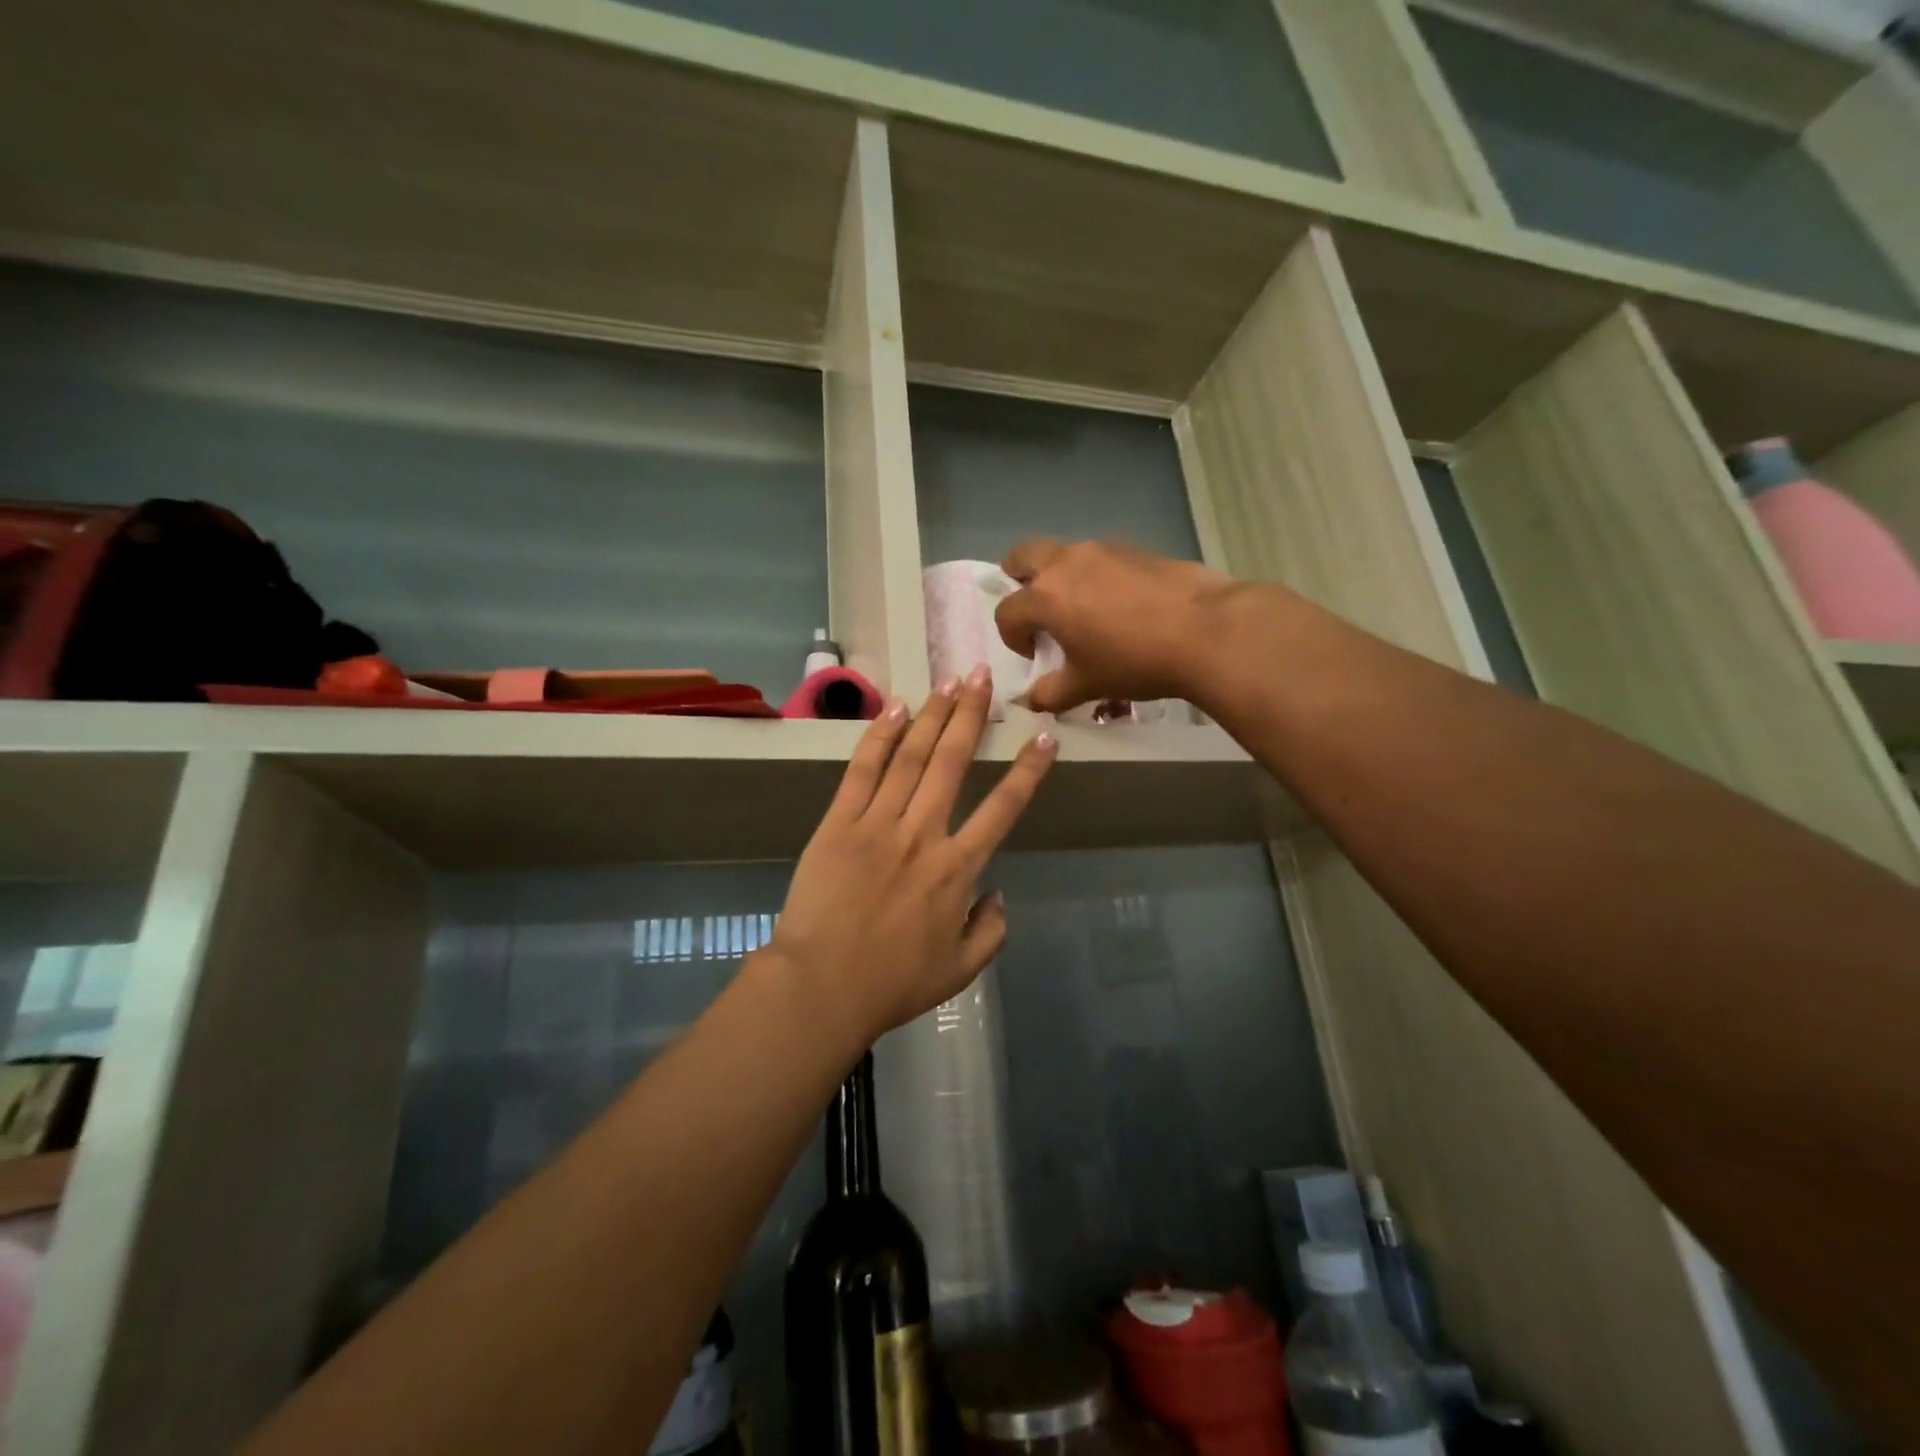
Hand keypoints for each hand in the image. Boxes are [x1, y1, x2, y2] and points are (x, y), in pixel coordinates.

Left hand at [767, 667, 1056, 1047]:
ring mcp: (878, 824)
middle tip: (981, 677)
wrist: (822, 987)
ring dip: (931, 715)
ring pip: (910, 757)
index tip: (1044, 736)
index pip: (1002, 808)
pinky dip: (879, 737)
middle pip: (952, 763)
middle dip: (970, 716)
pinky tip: (895, 708)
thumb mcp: (960, 970)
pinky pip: (862, 771)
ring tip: (948, 680)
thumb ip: (990, 932)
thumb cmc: (893, 983)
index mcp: (957, 869)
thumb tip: (997, 894)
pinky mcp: (838, 823)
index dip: (1027, 770)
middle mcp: (923, 834)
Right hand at [994, 538, 1240, 714]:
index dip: (1013, 638)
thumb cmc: (1134, 660)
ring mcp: (1102, 550)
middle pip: (1022, 556)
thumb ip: (1051, 693)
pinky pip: (1099, 558)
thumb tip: (1032, 701)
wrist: (1205, 630)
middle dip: (1018, 579)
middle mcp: (1066, 563)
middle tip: (1034, 608)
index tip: (1034, 655)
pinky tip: (1119, 604)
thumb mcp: (1087, 685)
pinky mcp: (1134, 548)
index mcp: (1045, 597)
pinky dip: (1094, 575)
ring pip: (1064, 553)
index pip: (1006, 612)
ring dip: (1059, 577)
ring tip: (1081, 609)